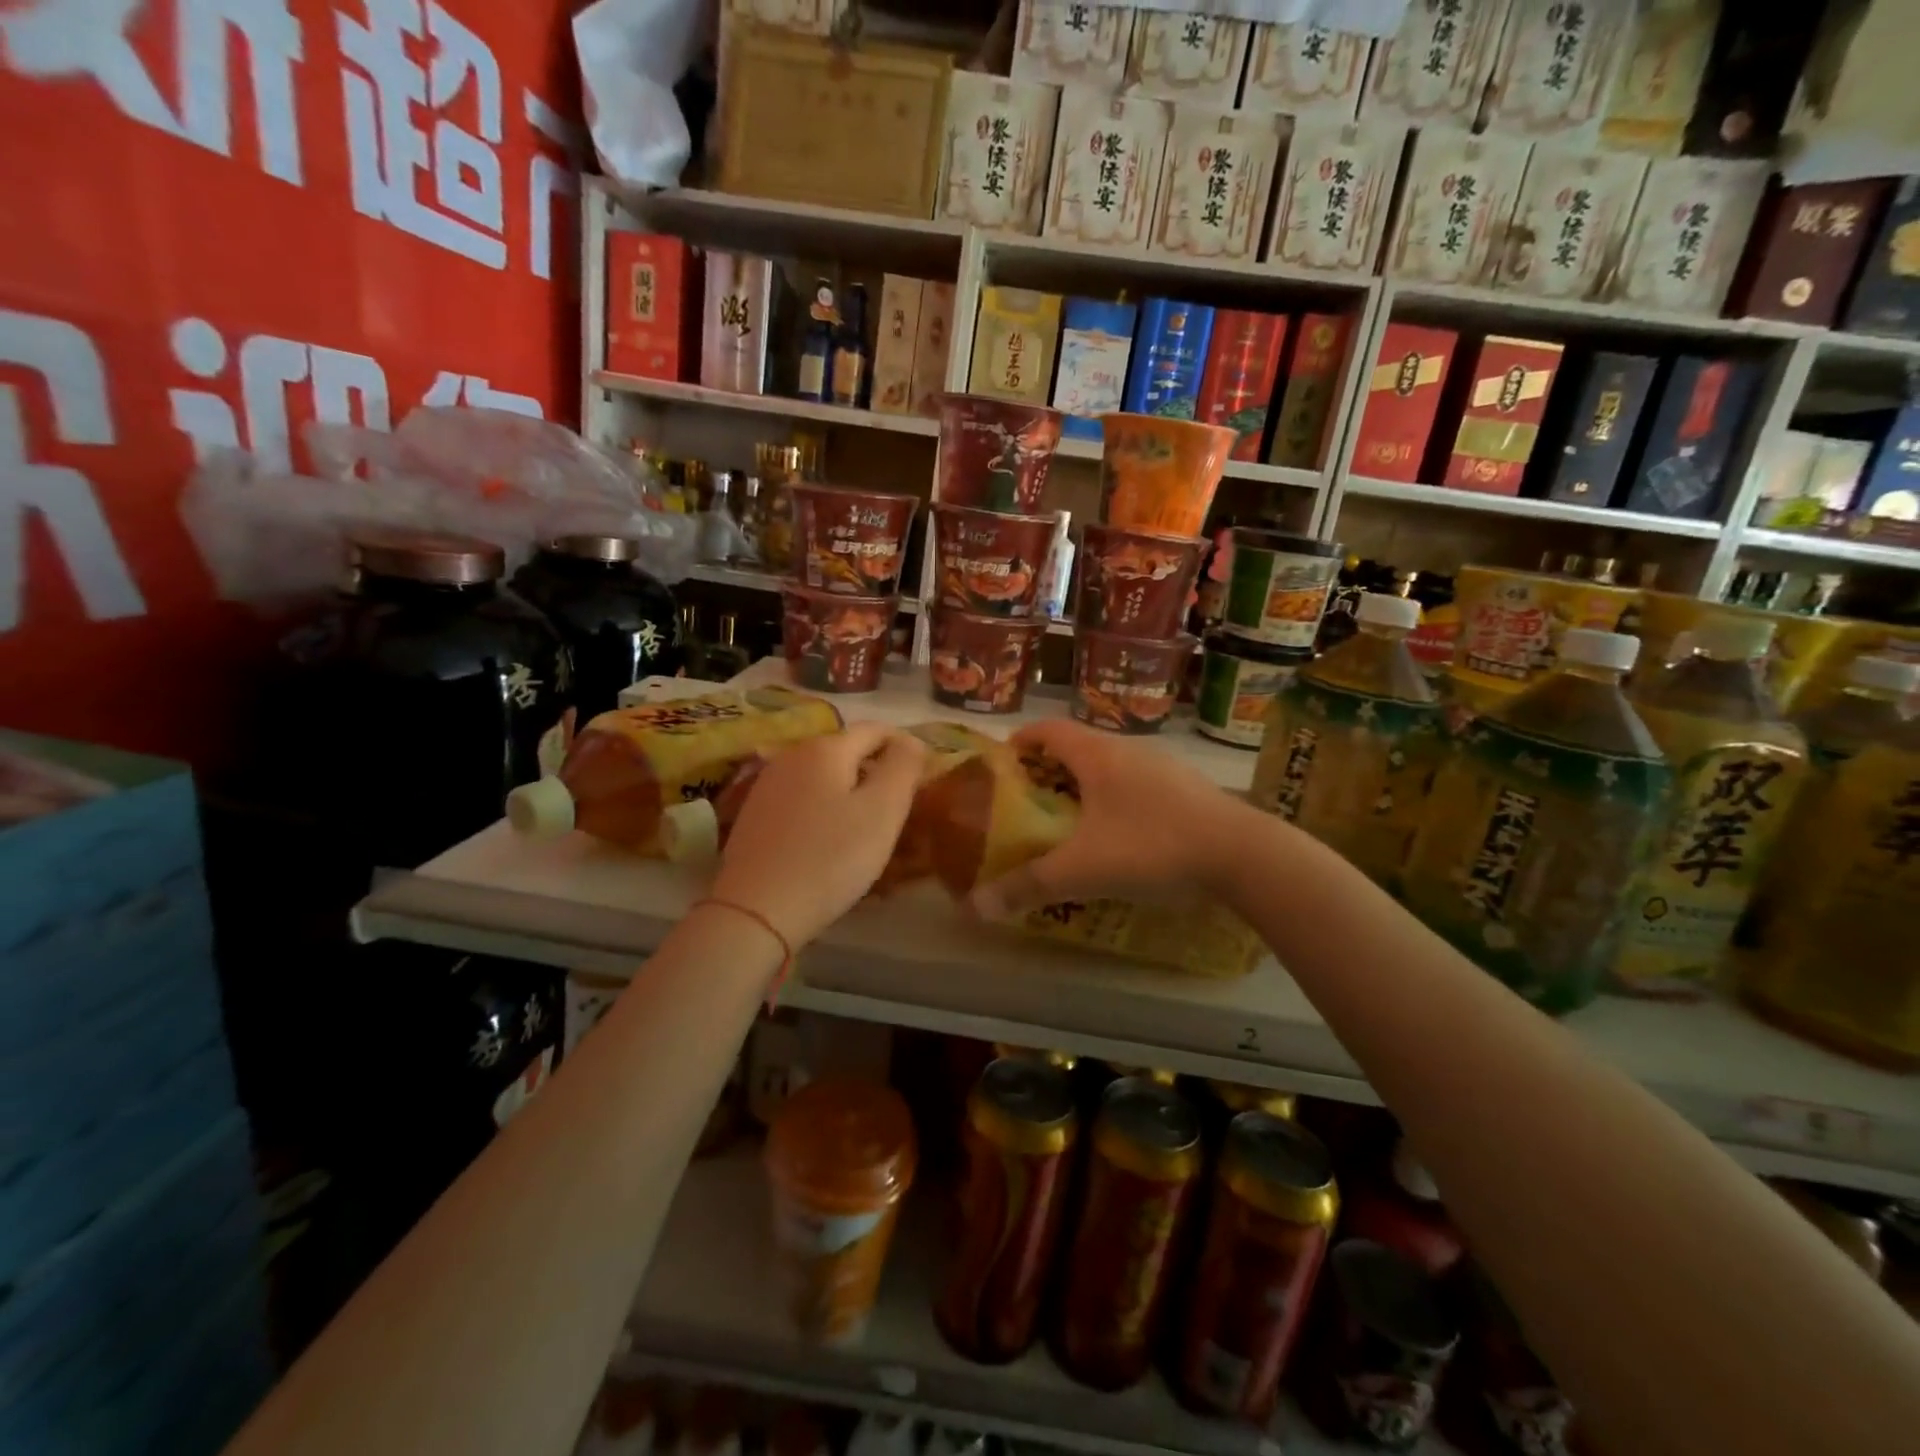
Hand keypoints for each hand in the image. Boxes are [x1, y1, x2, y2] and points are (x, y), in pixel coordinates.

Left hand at [710, 723, 928, 946]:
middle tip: (901, 809)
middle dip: (877, 771)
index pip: (876, 730)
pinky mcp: (755, 814)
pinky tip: (831, 842)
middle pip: (847, 751)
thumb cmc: (830, 858)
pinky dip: (825, 809)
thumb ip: (903, 766)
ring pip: (824, 776)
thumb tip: (911, 740)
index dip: (905, 747)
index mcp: (825, 748)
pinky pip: (803, 799)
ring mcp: (768, 784)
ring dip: (851, 792)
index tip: (924, 778)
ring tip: (869, 828)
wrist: (756, 910)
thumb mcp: (883, 810)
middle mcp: (792, 755)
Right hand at [970, 719, 1253, 919]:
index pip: (1047, 729)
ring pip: (1112, 765)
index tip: (1003, 763)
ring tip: (1073, 820)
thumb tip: (972, 908)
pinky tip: (1124, 835)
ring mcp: (1164, 767)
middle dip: (1050, 769)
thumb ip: (1027, 887)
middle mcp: (1129, 750)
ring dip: (1087, 784)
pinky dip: (1119, 799)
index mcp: (1097, 755)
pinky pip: (1141, 783)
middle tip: (1031, 801)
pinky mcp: (1189, 788)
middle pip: (1078, 746)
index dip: (1021, 741)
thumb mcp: (1082, 871)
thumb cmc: (1152, 847)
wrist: (1243, 854)